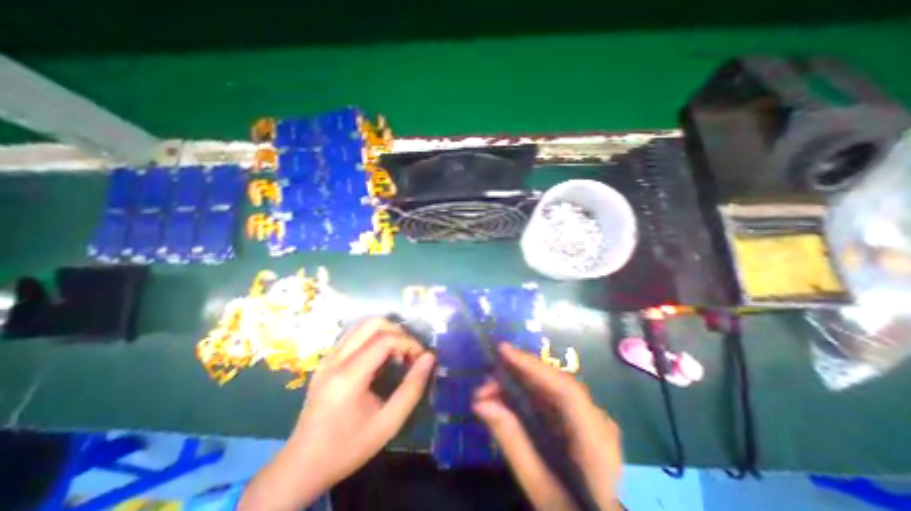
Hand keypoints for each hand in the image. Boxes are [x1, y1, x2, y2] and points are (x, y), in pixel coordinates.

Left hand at [239, 318, 434, 509]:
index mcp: (348, 376)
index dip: (409, 342)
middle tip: (409, 352)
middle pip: (373, 323)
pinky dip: (372, 335)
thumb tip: (429, 358)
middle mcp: (336, 359)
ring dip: (385, 331)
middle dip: (398, 332)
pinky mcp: (325, 359)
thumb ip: (412, 388)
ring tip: (396, 352)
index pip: (385, 340)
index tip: (421, 357)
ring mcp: (327, 357)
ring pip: (362, 324)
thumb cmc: (348, 447)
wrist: (302, 465)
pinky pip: (353, 334)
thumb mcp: (388, 423)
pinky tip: (379, 355)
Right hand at [473, 343, 623, 510]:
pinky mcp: (580, 424)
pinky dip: (526, 398)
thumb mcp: (543, 492)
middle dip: (518, 376)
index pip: (565, 389)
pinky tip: (506, 401)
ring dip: (518, 386)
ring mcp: (591, 421)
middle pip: (555, 384)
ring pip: (551, 390)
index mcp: (596, 441)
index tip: (502, 351)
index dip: (532, 365)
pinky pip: (551, 402)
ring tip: (488, 394)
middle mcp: (597, 421)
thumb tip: (480, 404)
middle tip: (484, 385)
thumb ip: (513, 443)